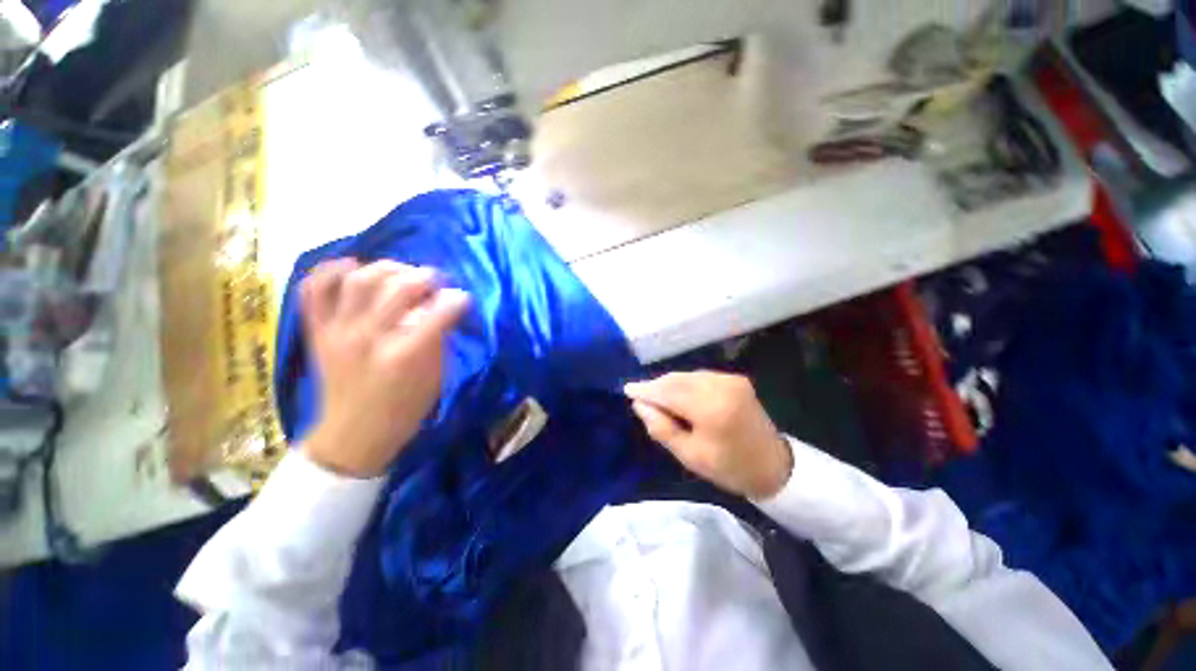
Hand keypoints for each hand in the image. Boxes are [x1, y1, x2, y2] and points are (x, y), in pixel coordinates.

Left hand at [299, 259, 468, 477]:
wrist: (353, 434)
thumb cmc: (404, 409)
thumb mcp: (436, 379)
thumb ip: (440, 341)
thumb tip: (446, 311)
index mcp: (405, 355)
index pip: (439, 312)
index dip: (456, 299)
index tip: (462, 298)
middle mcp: (369, 337)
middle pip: (399, 288)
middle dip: (426, 277)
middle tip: (435, 281)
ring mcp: (338, 332)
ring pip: (359, 280)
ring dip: (386, 269)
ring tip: (400, 273)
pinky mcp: (317, 332)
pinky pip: (314, 290)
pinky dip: (330, 272)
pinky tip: (352, 268)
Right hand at [625, 371, 792, 498]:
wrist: (772, 465)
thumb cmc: (728, 467)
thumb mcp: (689, 455)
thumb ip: (661, 428)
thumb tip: (640, 405)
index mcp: (711, 409)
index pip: (669, 392)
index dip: (646, 390)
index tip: (627, 389)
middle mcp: (721, 386)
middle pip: (677, 379)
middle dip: (656, 386)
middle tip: (639, 396)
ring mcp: (730, 379)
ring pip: (687, 375)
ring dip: (669, 384)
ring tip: (657, 398)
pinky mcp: (735, 379)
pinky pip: (700, 376)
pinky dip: (684, 383)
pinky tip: (678, 395)